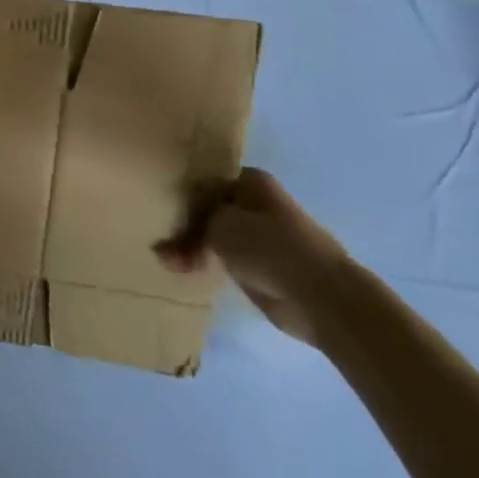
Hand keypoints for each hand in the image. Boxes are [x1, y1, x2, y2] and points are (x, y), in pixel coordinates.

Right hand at [155, 169, 349, 344]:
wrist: (319, 297)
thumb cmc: (268, 246)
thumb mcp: (219, 224)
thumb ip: (193, 225)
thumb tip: (175, 235)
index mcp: (251, 182)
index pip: (206, 181)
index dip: (182, 194)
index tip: (160, 206)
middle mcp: (256, 205)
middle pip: (209, 210)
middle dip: (184, 226)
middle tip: (160, 242)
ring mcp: (260, 237)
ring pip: (214, 236)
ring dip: (190, 248)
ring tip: (167, 261)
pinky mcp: (260, 267)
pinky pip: (223, 260)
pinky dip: (205, 264)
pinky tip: (182, 271)